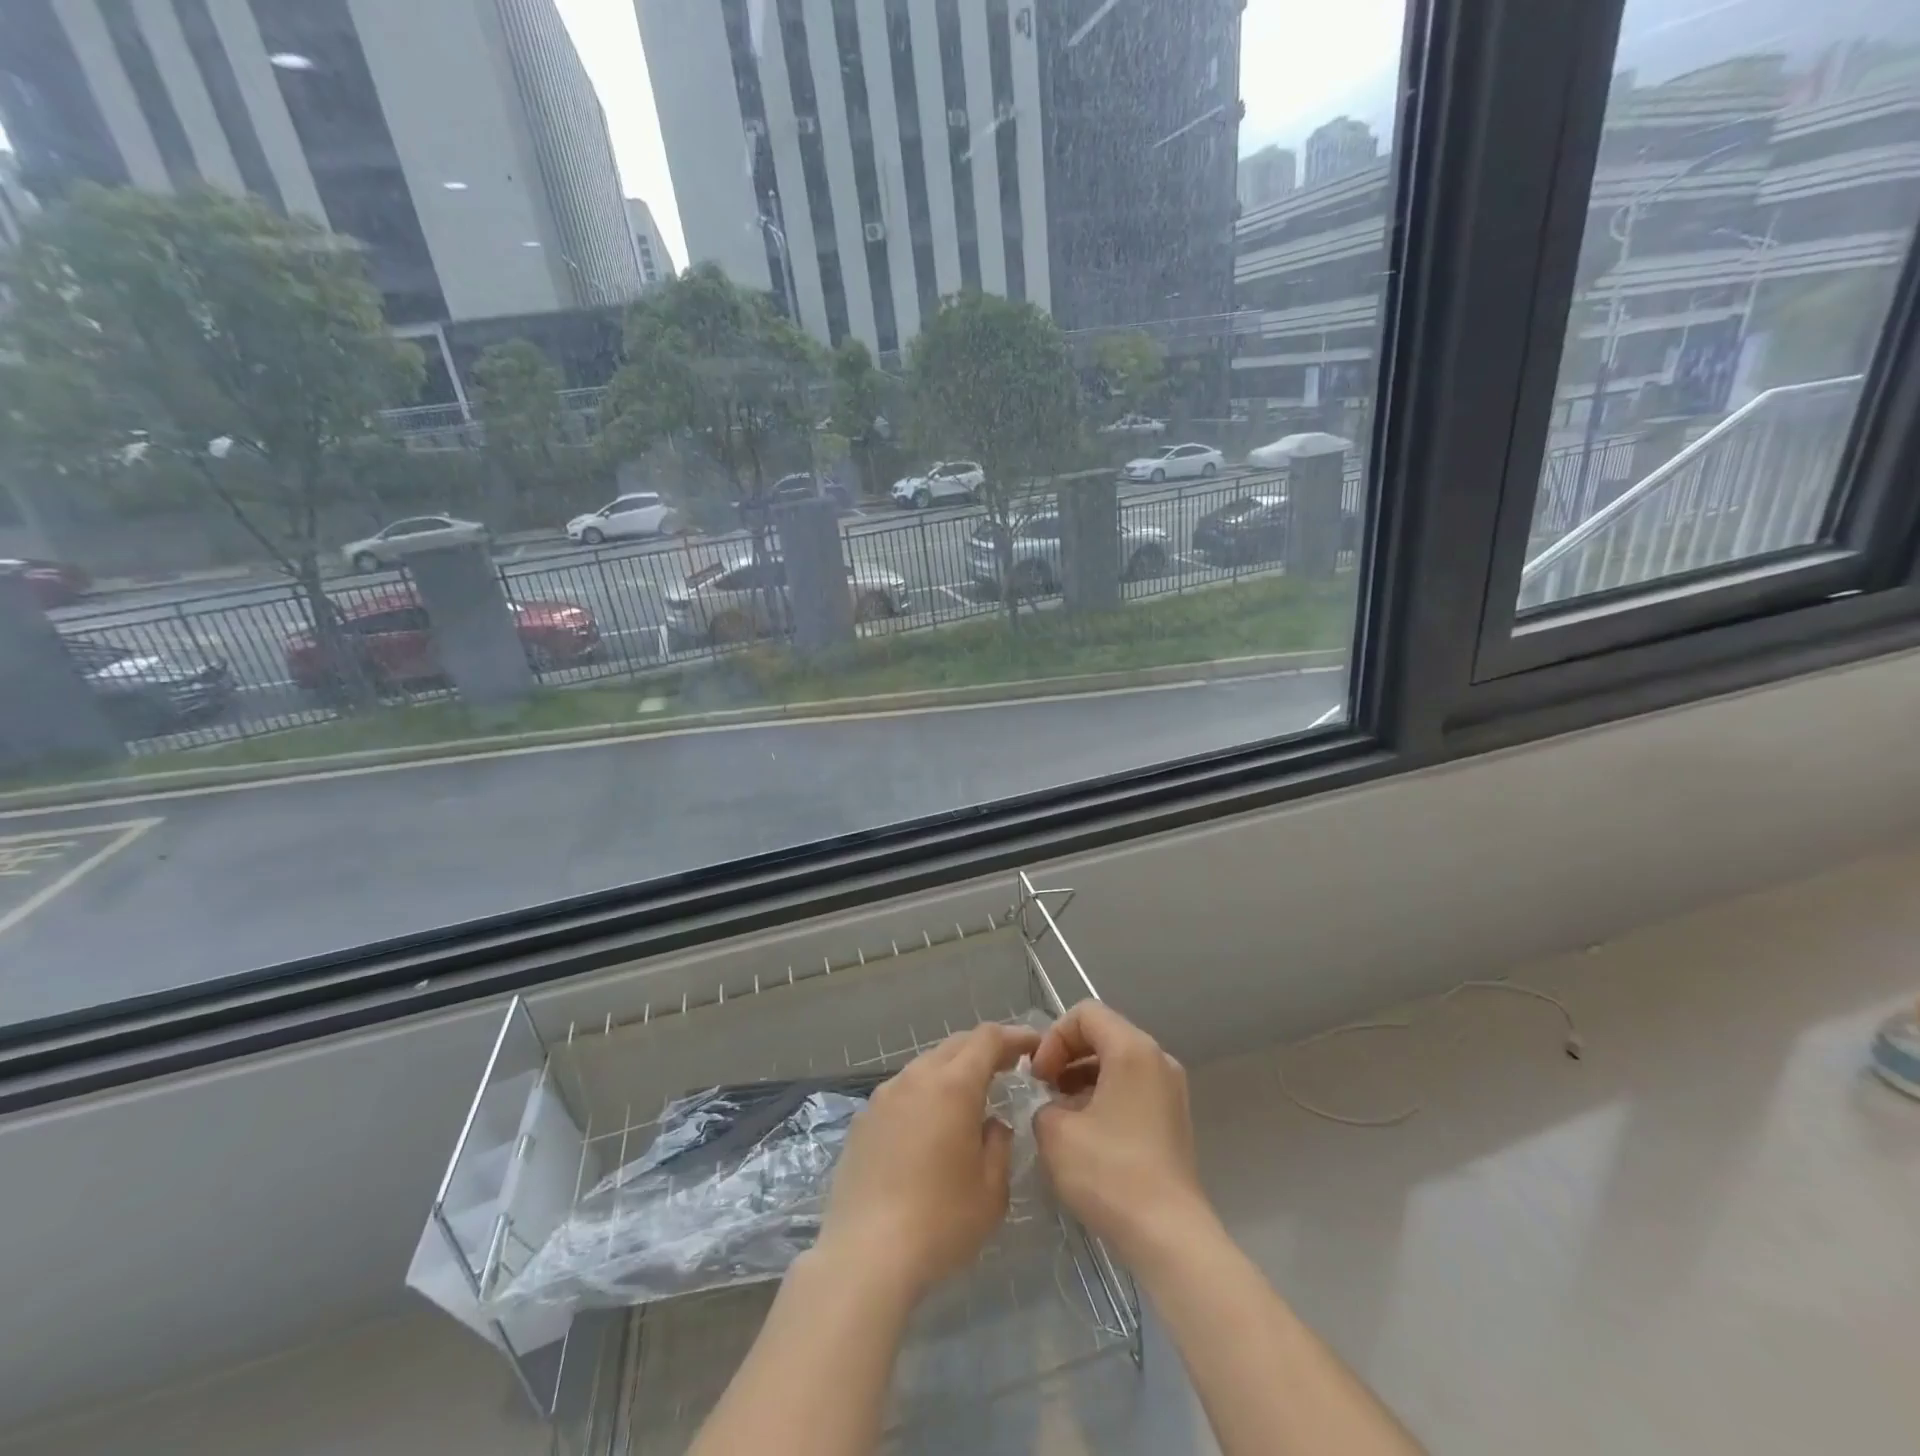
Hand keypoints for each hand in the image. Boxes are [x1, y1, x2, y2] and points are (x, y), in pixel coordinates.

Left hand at [815, 1021, 1042, 1304]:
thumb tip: (991, 1124)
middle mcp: (916, 1077)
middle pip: (955, 1045)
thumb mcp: (992, 1190)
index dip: (1013, 1036)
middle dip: (984, 1049)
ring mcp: (884, 1096)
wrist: (865, 1255)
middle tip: (1008, 1067)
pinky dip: (924, 1094)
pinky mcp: (863, 1119)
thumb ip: (999, 1145)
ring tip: (969, 1097)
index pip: (987, 1039)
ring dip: (952, 1071)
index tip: (1033, 1046)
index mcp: (953, 1085)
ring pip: (925, 1065)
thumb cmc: (940, 1222)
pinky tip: (929, 1126)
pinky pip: (902, 1091)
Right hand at [1031, 1001, 1214, 1267]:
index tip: (1037, 1077)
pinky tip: (1086, 1133)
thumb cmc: (1109, 1173)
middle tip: (1043, 1090)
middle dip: (1067, 1056)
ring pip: (1117, 1062)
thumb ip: (1043, 1103)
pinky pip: (1132, 1087)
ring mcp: (1171, 1089)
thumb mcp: (1055, 1132)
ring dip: (1083, 1077)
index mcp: (1132, 1049)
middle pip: (1104, 1034)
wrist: (1169, 1236)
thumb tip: (1053, 1106)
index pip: (1085, 1014)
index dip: (1053, 1038)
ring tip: (1060, 1114)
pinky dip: (1105, 1096)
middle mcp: (1158, 1058)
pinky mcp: (1174, 1118)